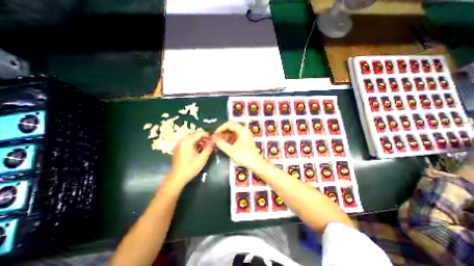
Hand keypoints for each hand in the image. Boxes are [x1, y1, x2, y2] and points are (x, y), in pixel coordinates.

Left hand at [166, 129, 210, 185]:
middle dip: (204, 138)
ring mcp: (179, 143)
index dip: (208, 135)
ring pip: (192, 137)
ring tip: (204, 148)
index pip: (200, 133)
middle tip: (209, 145)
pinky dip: (195, 143)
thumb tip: (214, 140)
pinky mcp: (178, 147)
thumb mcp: (202, 158)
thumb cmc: (190, 168)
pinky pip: (188, 141)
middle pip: (196, 134)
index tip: (213, 141)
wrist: (177, 177)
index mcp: (187, 142)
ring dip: (200, 141)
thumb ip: (209, 148)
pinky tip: (198, 150)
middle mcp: (182, 140)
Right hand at [213, 121, 264, 167]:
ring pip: (233, 131)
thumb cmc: (244, 156)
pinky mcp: (245, 139)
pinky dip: (230, 138)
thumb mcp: (230, 150)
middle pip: (231, 126)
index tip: (215, 134)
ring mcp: (245, 134)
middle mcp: (244, 130)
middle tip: (217, 138)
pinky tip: (226, 144)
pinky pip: (236, 135)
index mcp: (242, 130)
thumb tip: (213, 138)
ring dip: (226, 135)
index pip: (229, 124)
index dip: (220, 128)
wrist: (255, 163)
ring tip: (220, 142)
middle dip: (223, 131)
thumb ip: (221, 143)